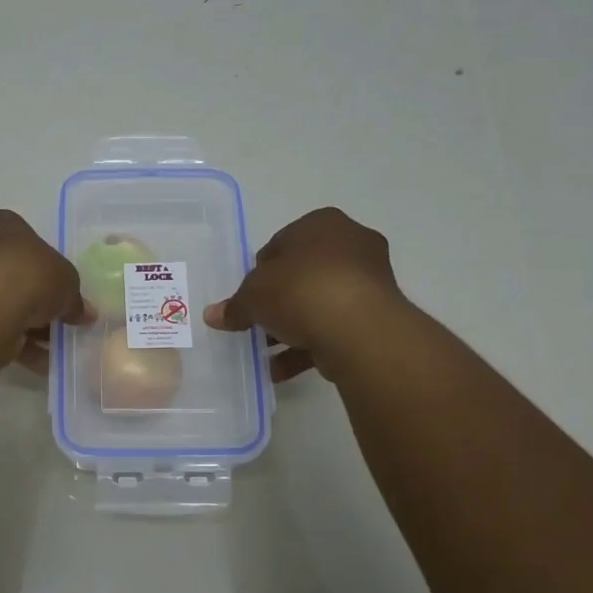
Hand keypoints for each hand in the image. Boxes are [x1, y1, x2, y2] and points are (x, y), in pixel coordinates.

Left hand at [0, 210, 93, 373]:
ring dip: (29, 326)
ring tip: (54, 348)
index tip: (63, 291)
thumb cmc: (30, 274)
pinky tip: (40, 362)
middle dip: (38, 300)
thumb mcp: (68, 281)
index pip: (29, 243)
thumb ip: (75, 298)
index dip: (49, 268)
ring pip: (4, 304)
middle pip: (15, 275)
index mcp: (2, 224)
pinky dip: (16, 344)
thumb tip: (84, 314)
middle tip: (61, 321)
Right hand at [204, 207, 406, 381]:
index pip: (280, 245)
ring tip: (267, 353)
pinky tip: (283, 369)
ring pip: (320, 303)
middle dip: (279, 302)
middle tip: (258, 323)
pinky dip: (311, 345)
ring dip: (293, 328)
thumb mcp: (253, 296)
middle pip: (302, 275)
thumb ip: (235, 306)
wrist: (358, 328)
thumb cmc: (300, 291)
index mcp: (321, 223)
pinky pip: (336, 327)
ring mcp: (370, 280)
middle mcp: (351, 244)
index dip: (259, 274)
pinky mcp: (379, 315)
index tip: (248, 298)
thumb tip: (213, 315)